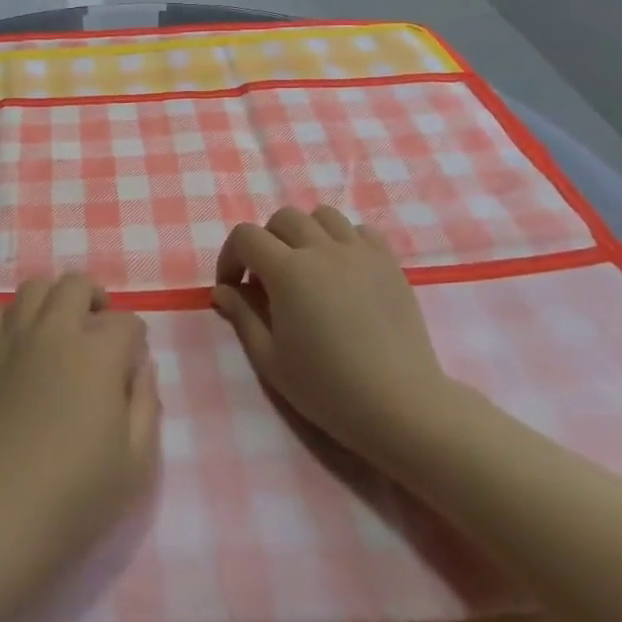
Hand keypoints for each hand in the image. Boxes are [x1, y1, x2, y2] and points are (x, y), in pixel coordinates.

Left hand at [0, 274, 160, 588]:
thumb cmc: (72, 497)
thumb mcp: (135, 463)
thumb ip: (146, 404)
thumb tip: (141, 367)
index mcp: (97, 354)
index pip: (127, 322)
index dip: (134, 341)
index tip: (130, 366)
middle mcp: (54, 331)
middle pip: (76, 285)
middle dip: (95, 300)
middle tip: (97, 332)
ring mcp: (11, 338)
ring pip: (34, 288)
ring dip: (53, 301)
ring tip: (58, 330)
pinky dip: (14, 318)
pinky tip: (19, 345)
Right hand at [212, 206, 457, 467]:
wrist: (399, 405)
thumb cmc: (327, 388)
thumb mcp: (270, 359)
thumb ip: (242, 316)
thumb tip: (222, 290)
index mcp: (288, 271)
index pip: (246, 237)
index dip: (230, 257)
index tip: (232, 287)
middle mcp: (322, 249)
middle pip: (283, 218)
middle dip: (266, 242)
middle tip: (267, 278)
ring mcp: (360, 252)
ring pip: (323, 216)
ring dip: (305, 233)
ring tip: (307, 266)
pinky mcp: (389, 262)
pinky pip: (361, 230)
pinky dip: (344, 240)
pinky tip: (344, 271)